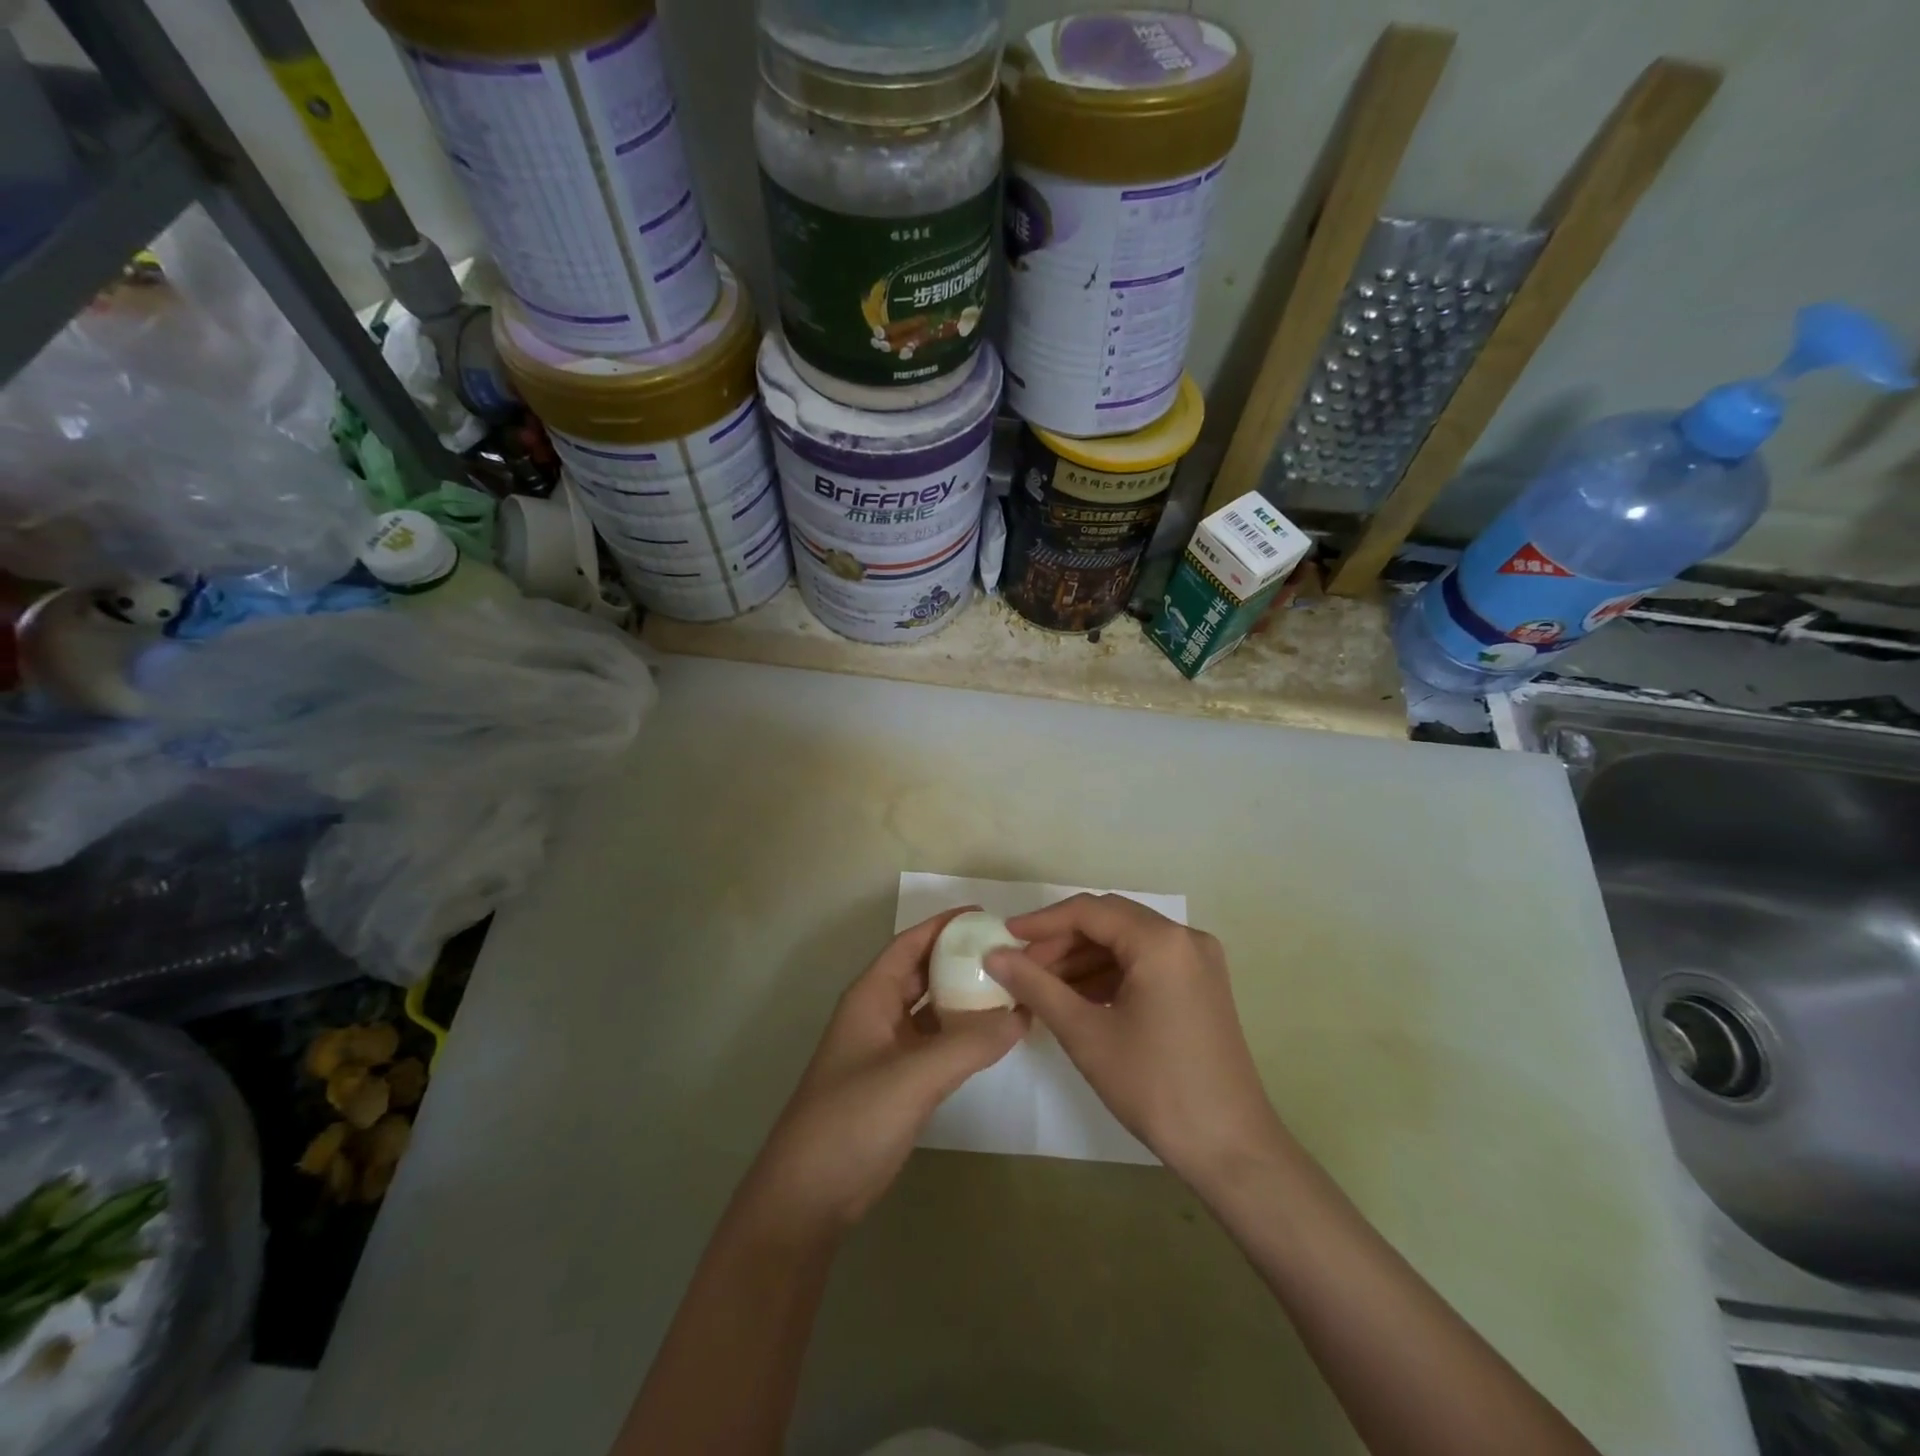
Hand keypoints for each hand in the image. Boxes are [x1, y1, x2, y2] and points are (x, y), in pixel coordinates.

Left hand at [746, 909, 1025, 1235]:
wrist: (809, 1196)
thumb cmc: (852, 1119)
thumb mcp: (913, 1076)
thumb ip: (969, 1044)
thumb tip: (1021, 1015)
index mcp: (871, 996)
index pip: (911, 944)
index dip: (945, 925)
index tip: (988, 915)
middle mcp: (879, 1014)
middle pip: (924, 973)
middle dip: (962, 959)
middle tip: (1010, 953)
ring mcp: (887, 1050)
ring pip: (932, 1010)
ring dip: (966, 998)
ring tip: (1012, 988)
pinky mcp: (898, 1083)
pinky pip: (936, 1044)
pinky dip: (963, 1035)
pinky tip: (994, 1036)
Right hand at [986, 894, 1284, 1188]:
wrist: (1231, 1148)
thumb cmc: (1155, 1086)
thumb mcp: (1086, 1034)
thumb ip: (1036, 986)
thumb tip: (994, 955)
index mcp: (1161, 941)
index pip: (1089, 911)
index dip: (1042, 922)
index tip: (1005, 937)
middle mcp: (1185, 938)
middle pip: (1109, 922)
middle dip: (1062, 941)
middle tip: (1021, 967)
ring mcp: (1198, 962)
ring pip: (1126, 943)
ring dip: (1083, 959)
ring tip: (1042, 987)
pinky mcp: (1201, 986)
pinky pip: (1146, 964)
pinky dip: (1109, 975)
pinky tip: (1077, 998)